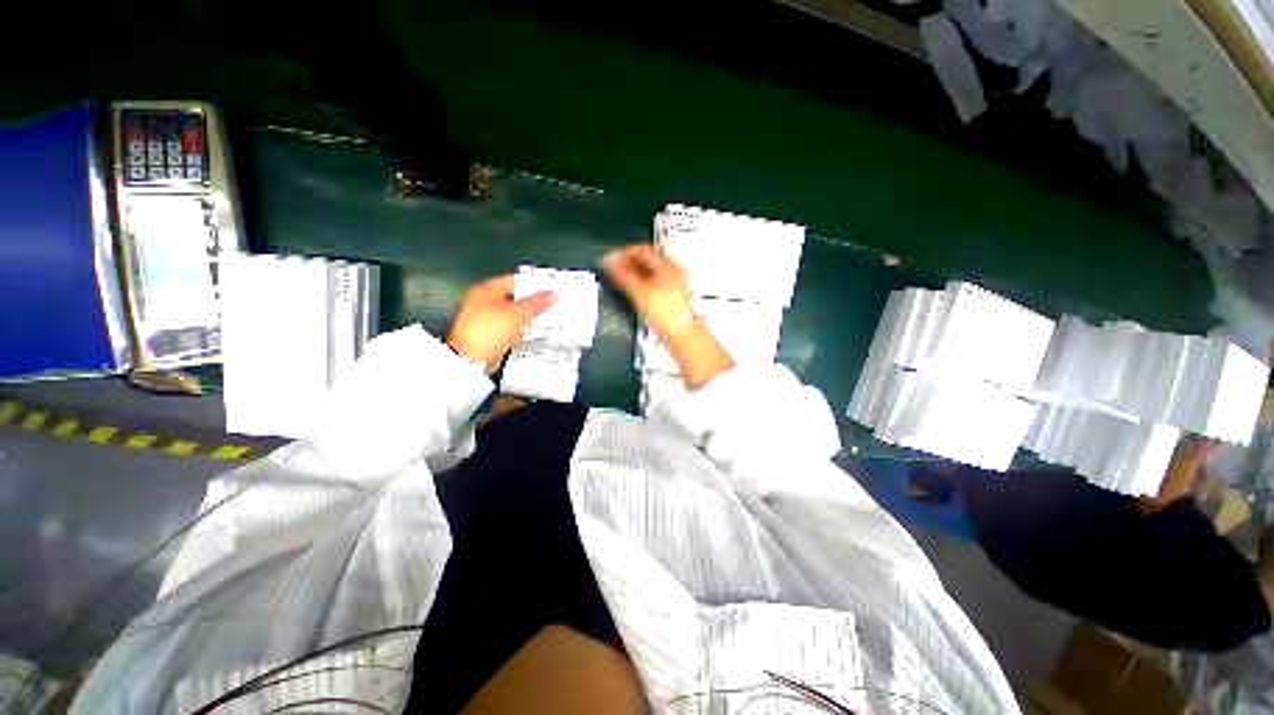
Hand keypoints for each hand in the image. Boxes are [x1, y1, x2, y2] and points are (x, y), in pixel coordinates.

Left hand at [447, 275, 554, 373]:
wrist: (469, 360)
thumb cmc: (488, 332)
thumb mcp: (516, 314)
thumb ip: (535, 303)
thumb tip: (552, 294)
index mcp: (486, 290)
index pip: (515, 280)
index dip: (533, 284)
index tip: (550, 289)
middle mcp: (483, 302)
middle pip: (514, 297)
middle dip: (533, 302)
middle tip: (552, 304)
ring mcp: (485, 319)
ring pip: (513, 314)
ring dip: (528, 316)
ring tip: (547, 318)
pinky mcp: (489, 335)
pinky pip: (510, 328)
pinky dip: (522, 329)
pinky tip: (534, 332)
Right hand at [602, 245, 693, 336]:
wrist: (679, 333)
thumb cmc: (667, 313)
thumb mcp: (639, 292)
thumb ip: (623, 275)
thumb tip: (610, 262)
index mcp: (668, 265)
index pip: (643, 249)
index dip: (625, 252)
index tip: (614, 258)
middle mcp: (673, 271)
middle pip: (647, 259)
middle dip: (629, 262)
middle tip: (615, 268)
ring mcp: (673, 283)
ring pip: (650, 271)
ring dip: (634, 272)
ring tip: (622, 278)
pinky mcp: (670, 294)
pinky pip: (653, 282)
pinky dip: (641, 282)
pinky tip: (634, 289)